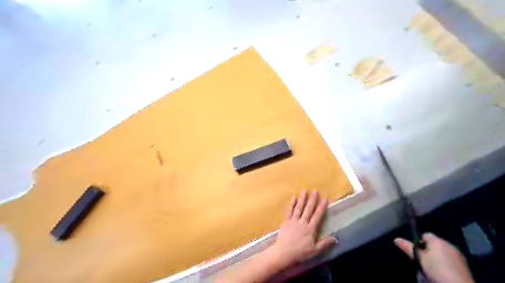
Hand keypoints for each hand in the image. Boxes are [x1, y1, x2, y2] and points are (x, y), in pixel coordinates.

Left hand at [270, 190, 336, 268]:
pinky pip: (289, 211)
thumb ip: (325, 243)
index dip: (321, 207)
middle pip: (308, 209)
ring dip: (302, 199)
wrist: (284, 253)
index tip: (325, 198)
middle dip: (312, 199)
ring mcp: (293, 221)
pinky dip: (291, 204)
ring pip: (299, 208)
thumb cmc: (300, 253)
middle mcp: (303, 222)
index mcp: (310, 229)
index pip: (317, 216)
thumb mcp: (315, 251)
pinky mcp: (286, 221)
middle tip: (315, 190)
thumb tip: (336, 238)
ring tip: (304, 190)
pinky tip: (293, 198)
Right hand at [397, 233, 475, 282]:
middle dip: (428, 250)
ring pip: (442, 252)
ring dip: (437, 257)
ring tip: (431, 268)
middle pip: (434, 243)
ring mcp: (458, 255)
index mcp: (437, 240)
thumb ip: (408, 248)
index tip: (416, 252)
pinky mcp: (464, 265)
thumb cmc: (436, 269)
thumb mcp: (419, 259)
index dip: (418, 242)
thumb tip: (396, 239)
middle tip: (422, 261)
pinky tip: (442, 272)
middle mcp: (448, 244)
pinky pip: (450, 260)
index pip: (425, 235)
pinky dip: (445, 264)